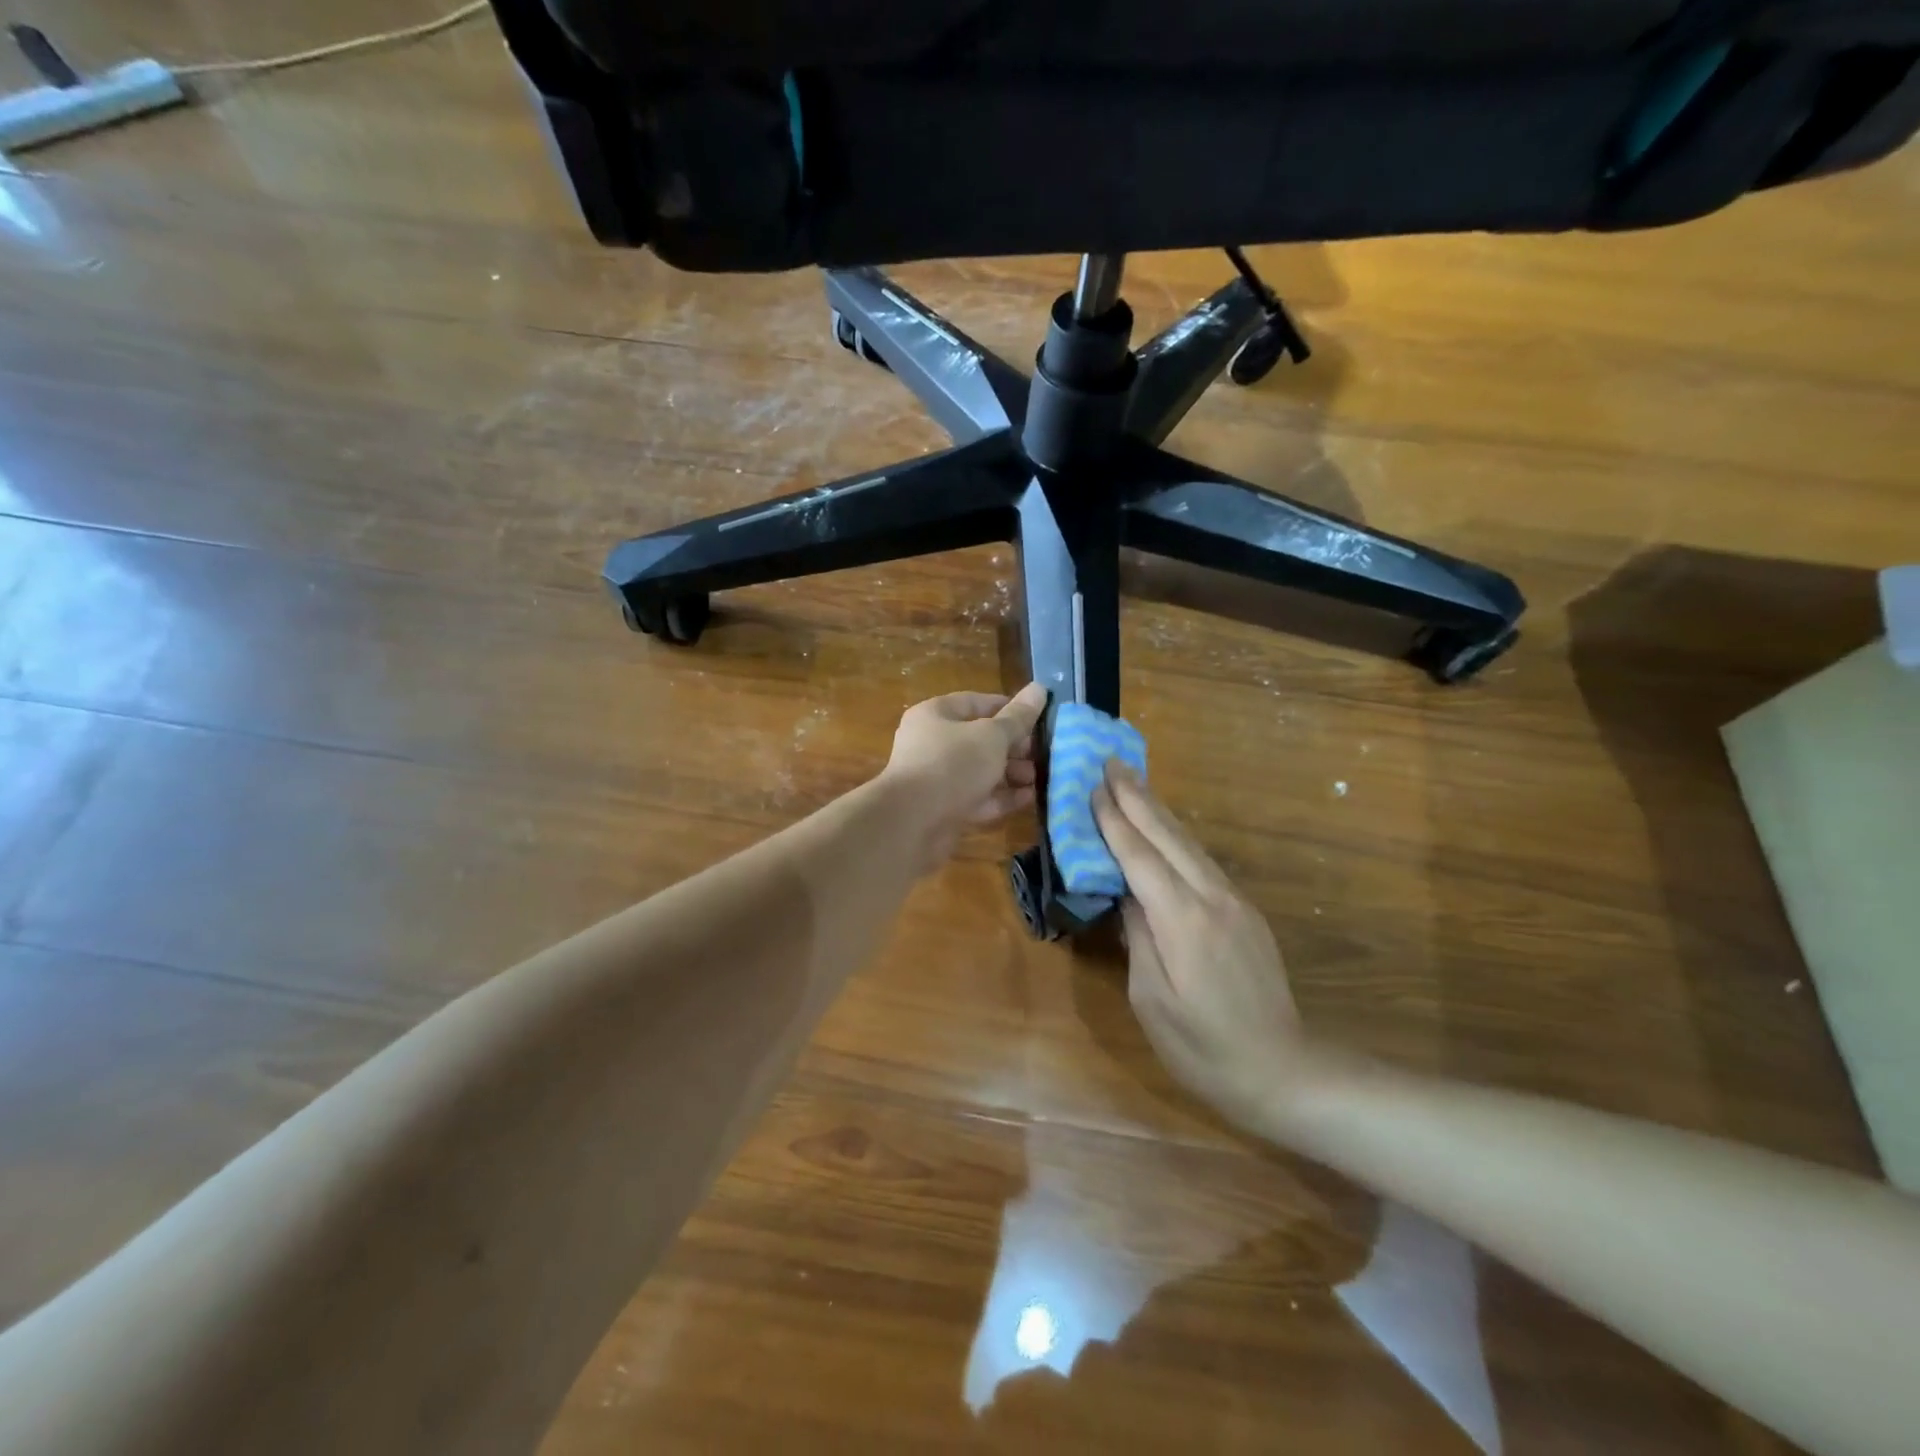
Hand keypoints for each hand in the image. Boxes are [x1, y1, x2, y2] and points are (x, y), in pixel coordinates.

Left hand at [881, 683, 1047, 870]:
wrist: (911, 823)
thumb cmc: (952, 765)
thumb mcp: (991, 736)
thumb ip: (1018, 717)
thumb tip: (1040, 688)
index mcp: (935, 715)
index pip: (975, 702)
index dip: (1008, 708)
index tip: (1038, 718)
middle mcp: (932, 743)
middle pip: (979, 739)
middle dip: (1013, 746)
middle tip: (1042, 753)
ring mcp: (936, 778)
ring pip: (980, 770)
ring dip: (1010, 773)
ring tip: (1039, 777)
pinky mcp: (943, 808)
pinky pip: (977, 797)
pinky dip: (1001, 797)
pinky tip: (1029, 798)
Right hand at [1091, 762, 1308, 1134]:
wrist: (1284, 1070)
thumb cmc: (1204, 1048)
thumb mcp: (1152, 1000)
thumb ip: (1137, 938)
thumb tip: (1127, 896)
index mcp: (1183, 920)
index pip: (1140, 858)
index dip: (1115, 822)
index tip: (1092, 787)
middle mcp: (1212, 898)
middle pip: (1168, 837)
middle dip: (1137, 797)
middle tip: (1111, 763)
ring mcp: (1234, 902)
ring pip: (1189, 844)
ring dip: (1158, 810)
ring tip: (1133, 783)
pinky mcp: (1245, 912)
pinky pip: (1202, 861)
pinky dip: (1176, 836)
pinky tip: (1165, 829)